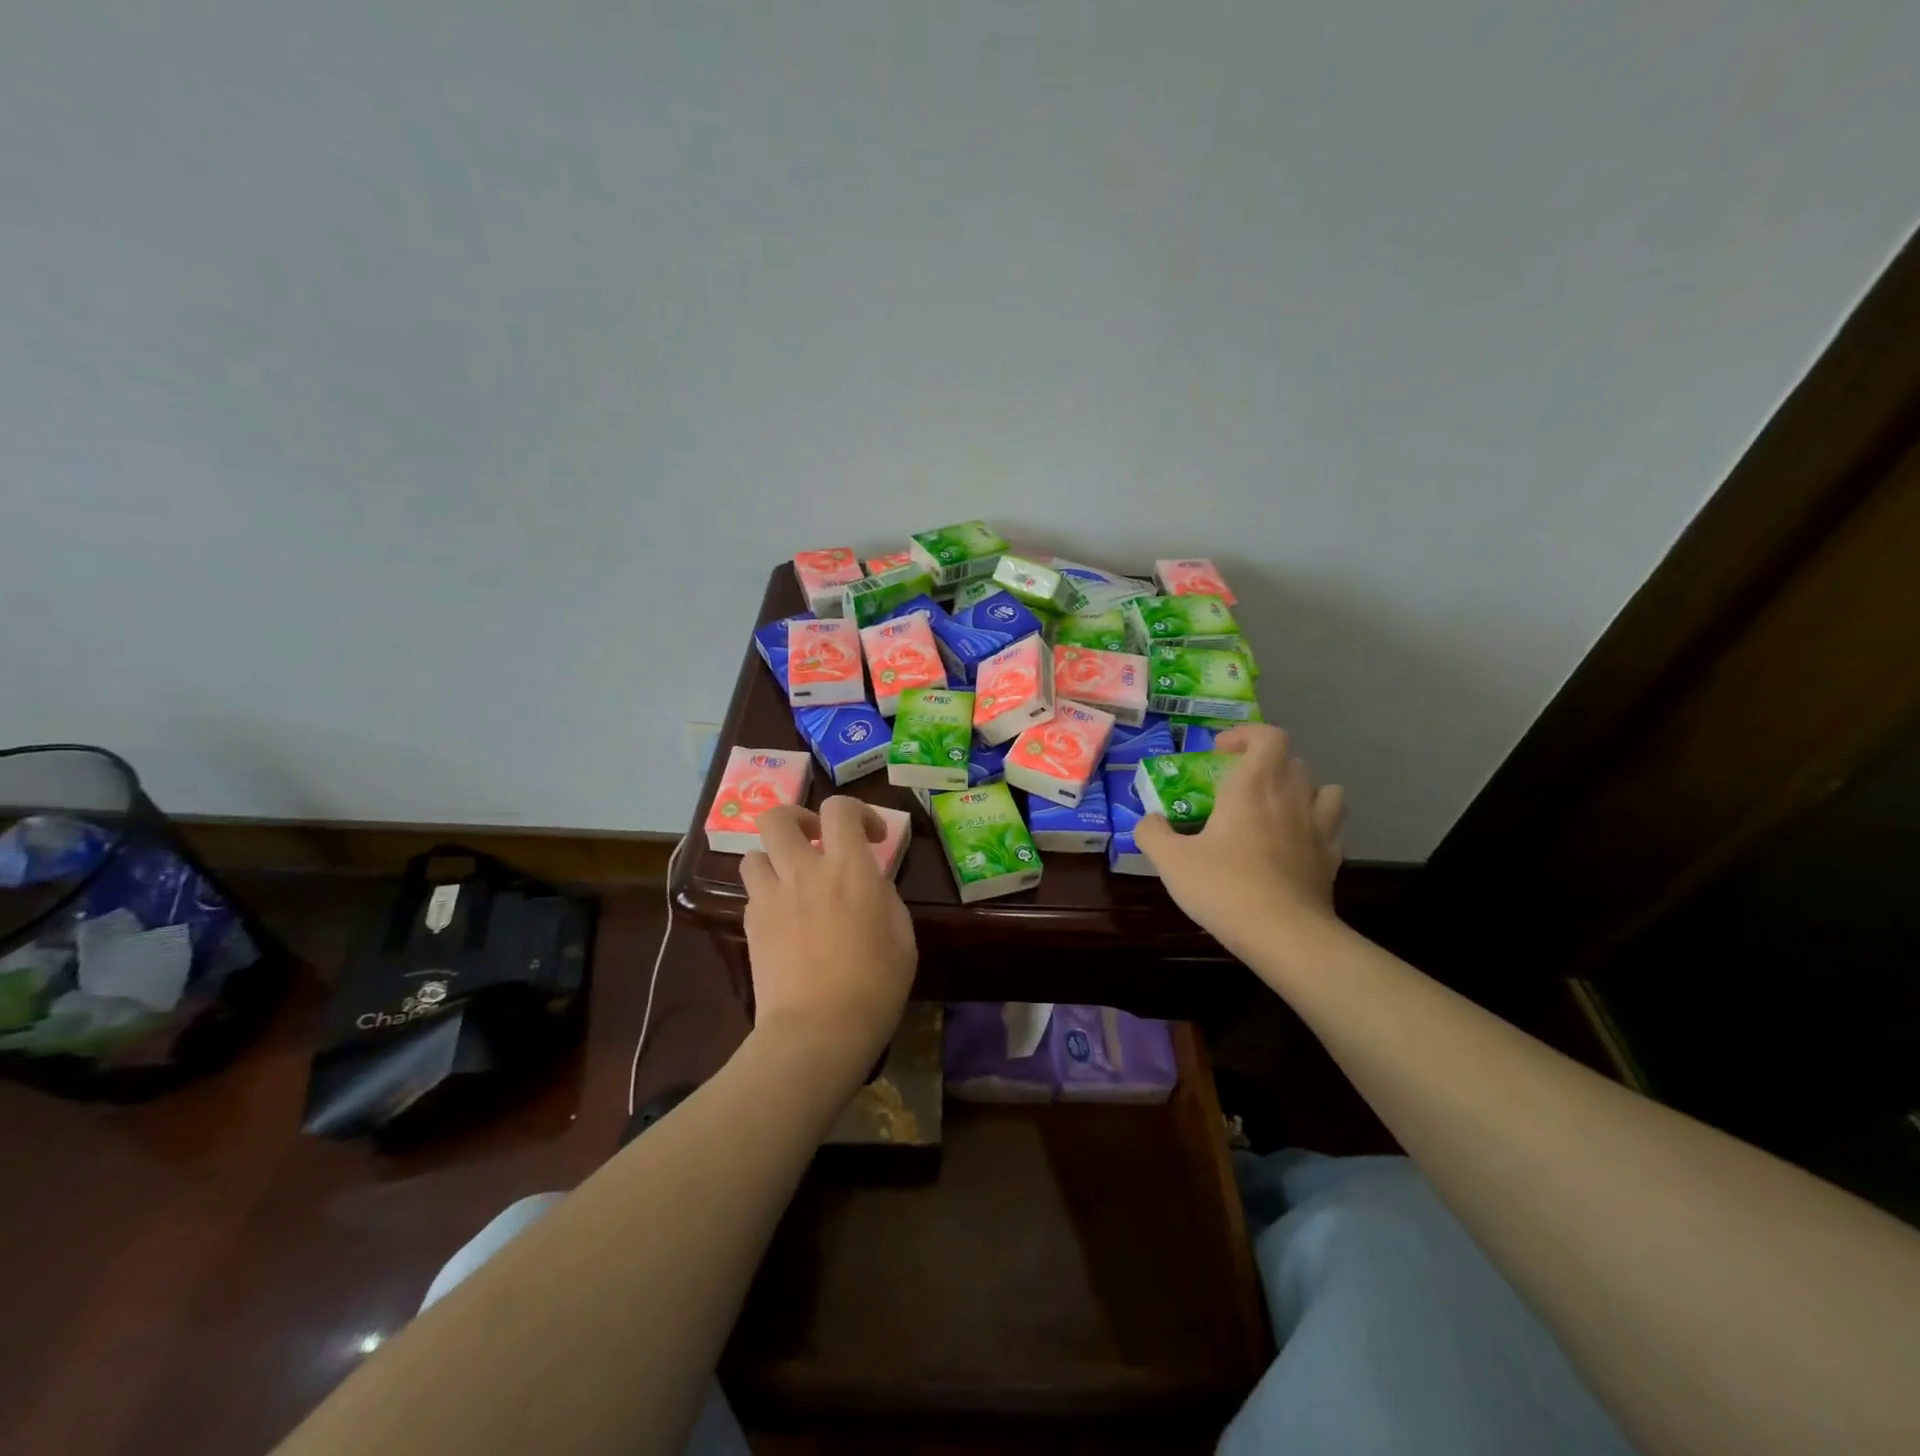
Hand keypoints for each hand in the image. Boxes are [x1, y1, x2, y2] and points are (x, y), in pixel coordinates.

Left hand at [740, 798, 917, 1084]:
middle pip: (777, 817)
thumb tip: (870, 884)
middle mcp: (804, 871)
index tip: (871, 838)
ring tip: (793, 879)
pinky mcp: (751, 925)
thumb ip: (885, 897)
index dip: (857, 812)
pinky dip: (767, 893)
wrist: (817, 1031)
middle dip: (797, 819)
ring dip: (774, 858)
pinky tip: (785, 917)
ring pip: (754, 853)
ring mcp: (771, 897)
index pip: (840, 809)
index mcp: (848, 869)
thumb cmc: (874, 985)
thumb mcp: (902, 937)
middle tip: (816, 841)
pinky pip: (752, 892)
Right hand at [1136, 725, 1345, 962]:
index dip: (1245, 736)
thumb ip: (1152, 833)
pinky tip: (1296, 842)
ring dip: (1301, 789)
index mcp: (1253, 786)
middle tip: (1238, 786)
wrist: (1283, 934)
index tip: (1220, 753)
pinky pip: (1331, 826)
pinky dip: (1316, 824)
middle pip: (1291, 760)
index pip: (1268, 736)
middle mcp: (1291, 796)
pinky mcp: (1332, 857)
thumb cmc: (1224, 887)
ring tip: (1277, 808)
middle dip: (1265, 764)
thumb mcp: (1170, 861)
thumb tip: (1149, 820)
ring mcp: (1318, 826)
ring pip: (1323, 788)